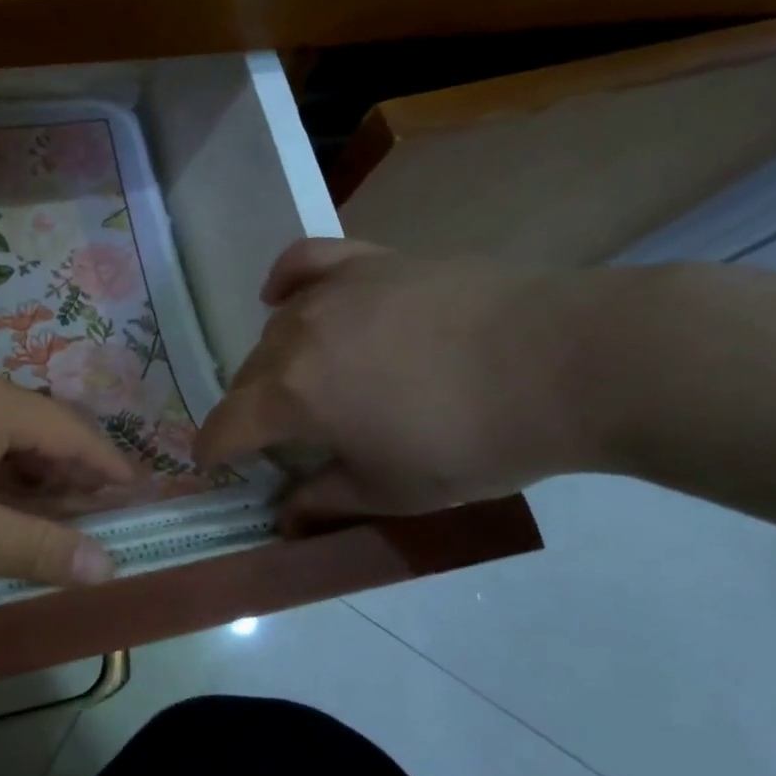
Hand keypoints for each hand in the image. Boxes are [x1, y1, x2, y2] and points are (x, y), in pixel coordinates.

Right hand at [194, 240, 602, 529]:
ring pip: (275, 329)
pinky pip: (305, 262)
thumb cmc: (472, 441)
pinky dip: (286, 281)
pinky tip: (284, 296)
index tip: (214, 467)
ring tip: (309, 383)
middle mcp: (295, 336)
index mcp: (292, 396)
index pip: (226, 425)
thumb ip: (326, 501)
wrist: (562, 362)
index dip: (213, 452)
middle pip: (246, 376)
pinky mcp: (369, 261)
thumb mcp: (393, 493)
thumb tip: (284, 514)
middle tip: (284, 439)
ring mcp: (331, 291)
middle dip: (251, 412)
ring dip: (276, 363)